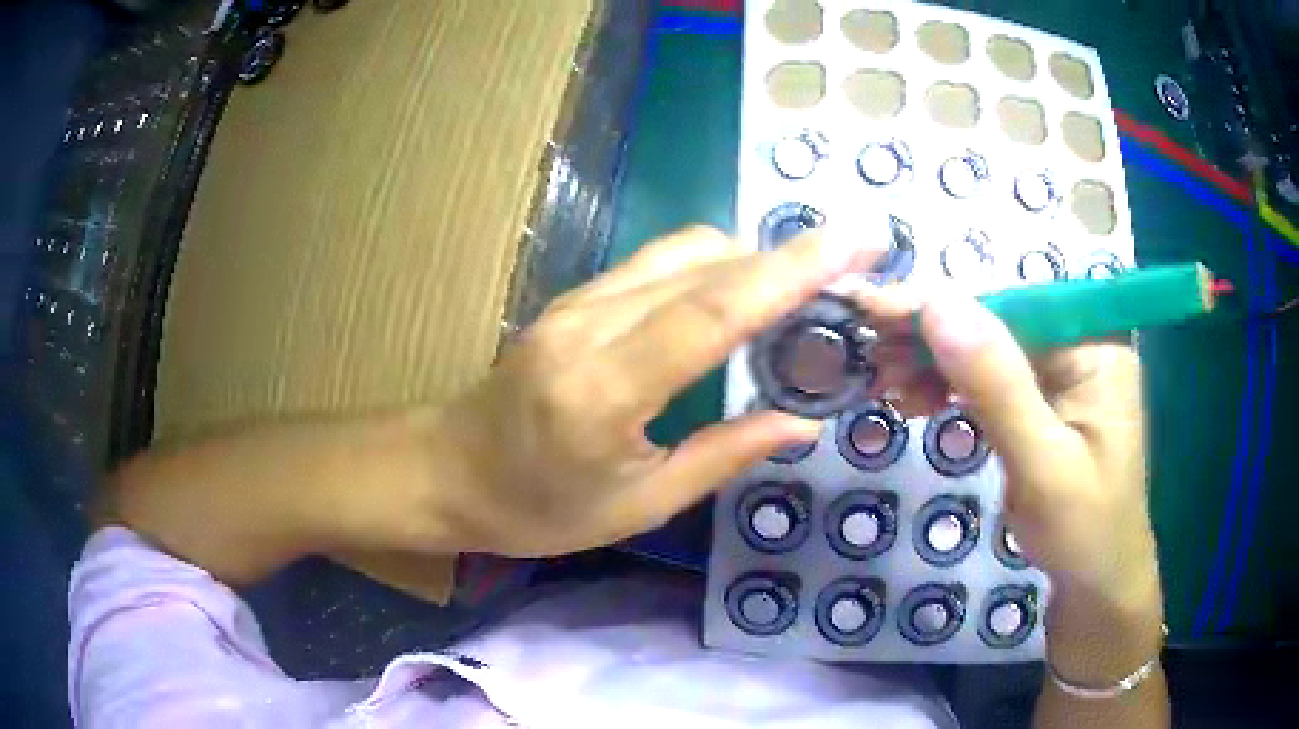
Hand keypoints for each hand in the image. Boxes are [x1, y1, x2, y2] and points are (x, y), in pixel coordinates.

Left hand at [423, 227, 882, 557]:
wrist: (449, 471)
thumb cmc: (539, 509)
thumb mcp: (638, 504)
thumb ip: (724, 455)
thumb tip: (801, 423)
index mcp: (604, 391)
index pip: (713, 311)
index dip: (790, 272)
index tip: (851, 244)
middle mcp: (589, 326)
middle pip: (705, 266)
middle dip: (788, 254)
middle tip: (853, 258)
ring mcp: (576, 302)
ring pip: (682, 251)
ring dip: (752, 258)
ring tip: (805, 285)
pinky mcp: (573, 297)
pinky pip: (656, 263)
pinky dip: (712, 265)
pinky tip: (740, 292)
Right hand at [856, 289, 1160, 606]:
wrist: (1096, 585)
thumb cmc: (1081, 533)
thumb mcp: (1042, 466)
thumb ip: (997, 385)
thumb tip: (938, 303)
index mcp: (1094, 346)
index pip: (1010, 305)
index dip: (940, 304)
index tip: (871, 308)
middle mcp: (1080, 344)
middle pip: (995, 320)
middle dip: (930, 336)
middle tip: (869, 355)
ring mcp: (1062, 371)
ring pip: (986, 347)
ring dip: (933, 361)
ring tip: (884, 383)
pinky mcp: (1044, 398)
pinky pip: (990, 377)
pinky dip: (949, 385)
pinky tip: (916, 398)